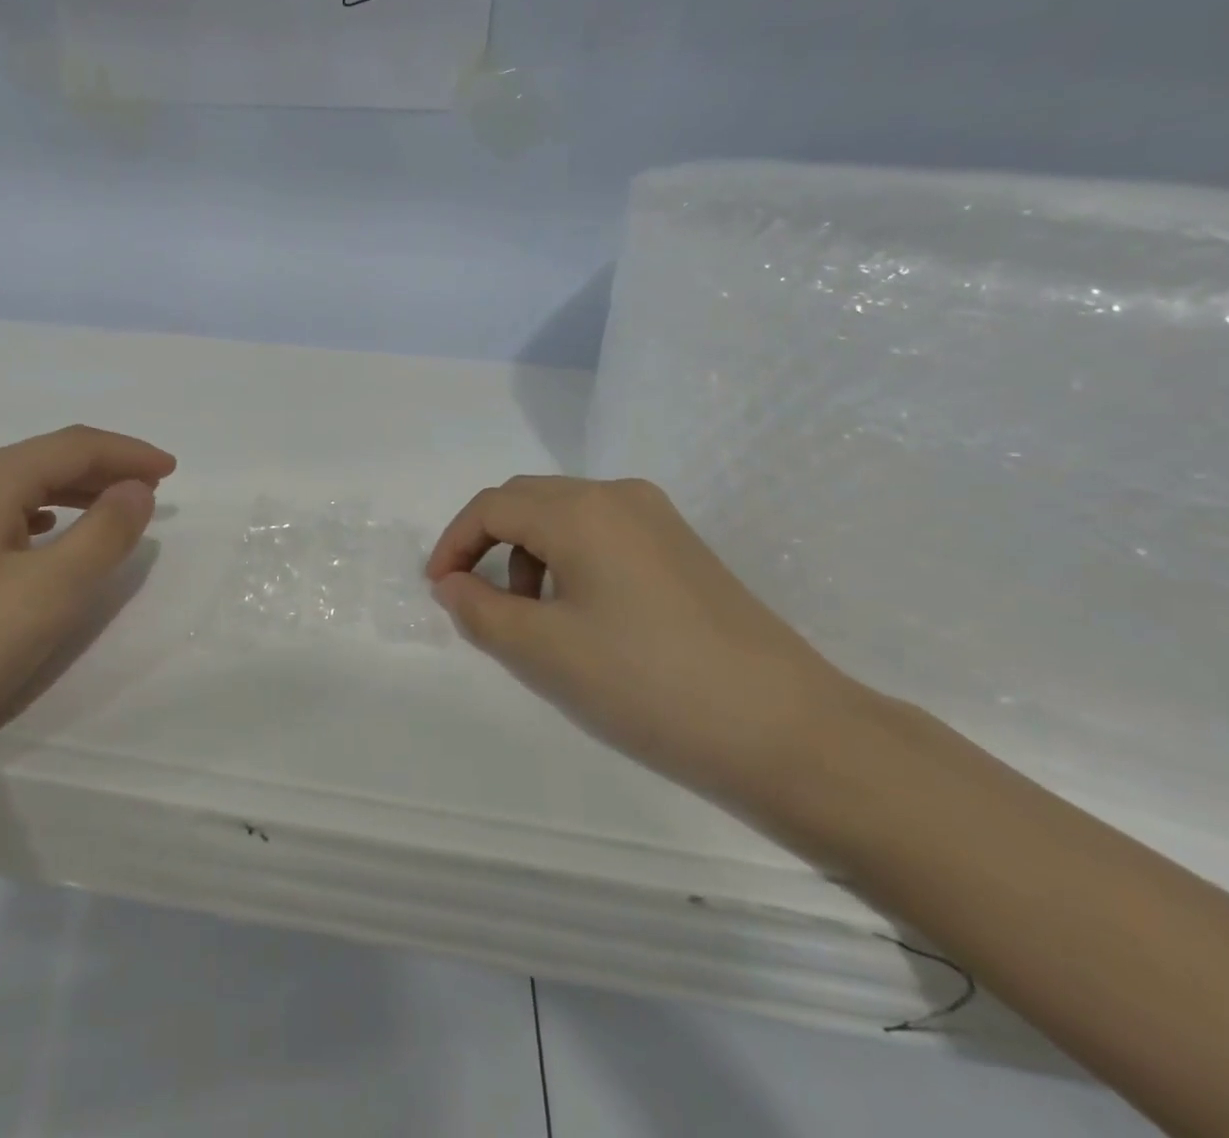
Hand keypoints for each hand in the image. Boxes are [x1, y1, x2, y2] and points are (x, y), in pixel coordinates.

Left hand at [0, 426, 175, 799]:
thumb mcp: (49, 594)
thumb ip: (105, 534)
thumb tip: (135, 489)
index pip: (73, 445)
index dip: (128, 453)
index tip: (173, 472)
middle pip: (41, 461)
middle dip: (101, 471)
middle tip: (148, 493)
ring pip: (13, 492)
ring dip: (68, 496)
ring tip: (106, 513)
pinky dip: (33, 521)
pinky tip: (38, 542)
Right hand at [426, 476, 866, 809]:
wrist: (789, 732)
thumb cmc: (647, 685)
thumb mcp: (542, 652)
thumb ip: (479, 610)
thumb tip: (452, 585)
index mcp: (581, 510)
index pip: (491, 507)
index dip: (453, 544)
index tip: (439, 591)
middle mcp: (618, 496)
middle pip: (527, 501)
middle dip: (488, 544)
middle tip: (475, 600)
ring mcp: (658, 519)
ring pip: (564, 516)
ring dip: (528, 553)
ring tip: (532, 617)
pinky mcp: (682, 548)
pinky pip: (602, 534)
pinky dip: (568, 560)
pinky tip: (582, 615)